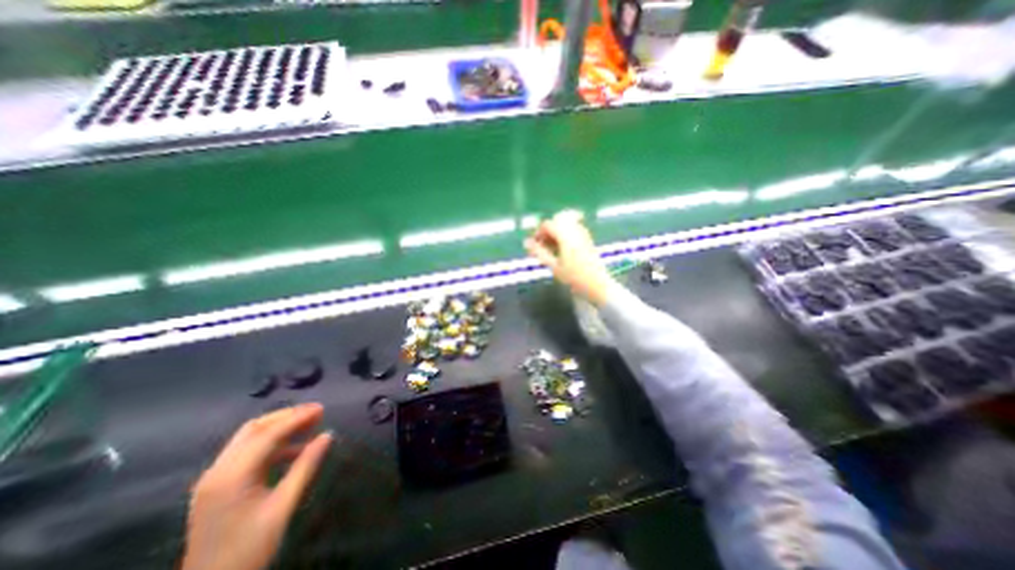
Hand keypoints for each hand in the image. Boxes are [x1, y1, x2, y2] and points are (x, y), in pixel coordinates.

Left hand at [180, 403, 333, 569]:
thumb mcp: (282, 506)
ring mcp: (214, 479)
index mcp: (232, 475)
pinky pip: (246, 453)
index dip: (297, 418)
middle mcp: (218, 471)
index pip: (268, 434)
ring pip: (249, 439)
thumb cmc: (248, 549)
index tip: (322, 408)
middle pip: (254, 429)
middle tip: (315, 413)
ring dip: (279, 428)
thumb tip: (327, 435)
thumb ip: (305, 466)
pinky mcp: (217, 487)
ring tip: (309, 427)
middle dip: (286, 417)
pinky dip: (271, 444)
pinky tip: (293, 450)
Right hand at [527, 209, 614, 306]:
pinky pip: (573, 228)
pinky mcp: (587, 238)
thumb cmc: (574, 278)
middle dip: (547, 230)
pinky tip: (561, 248)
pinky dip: (564, 233)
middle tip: (542, 245)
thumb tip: (526, 242)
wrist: (598, 285)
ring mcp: (583, 233)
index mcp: (566, 235)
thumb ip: (539, 252)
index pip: (548, 224)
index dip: (538, 232)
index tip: (534, 245)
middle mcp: (575, 230)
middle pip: (557, 220)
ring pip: (565, 223)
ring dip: (555, 231)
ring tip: (551, 248)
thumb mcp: (554, 266)